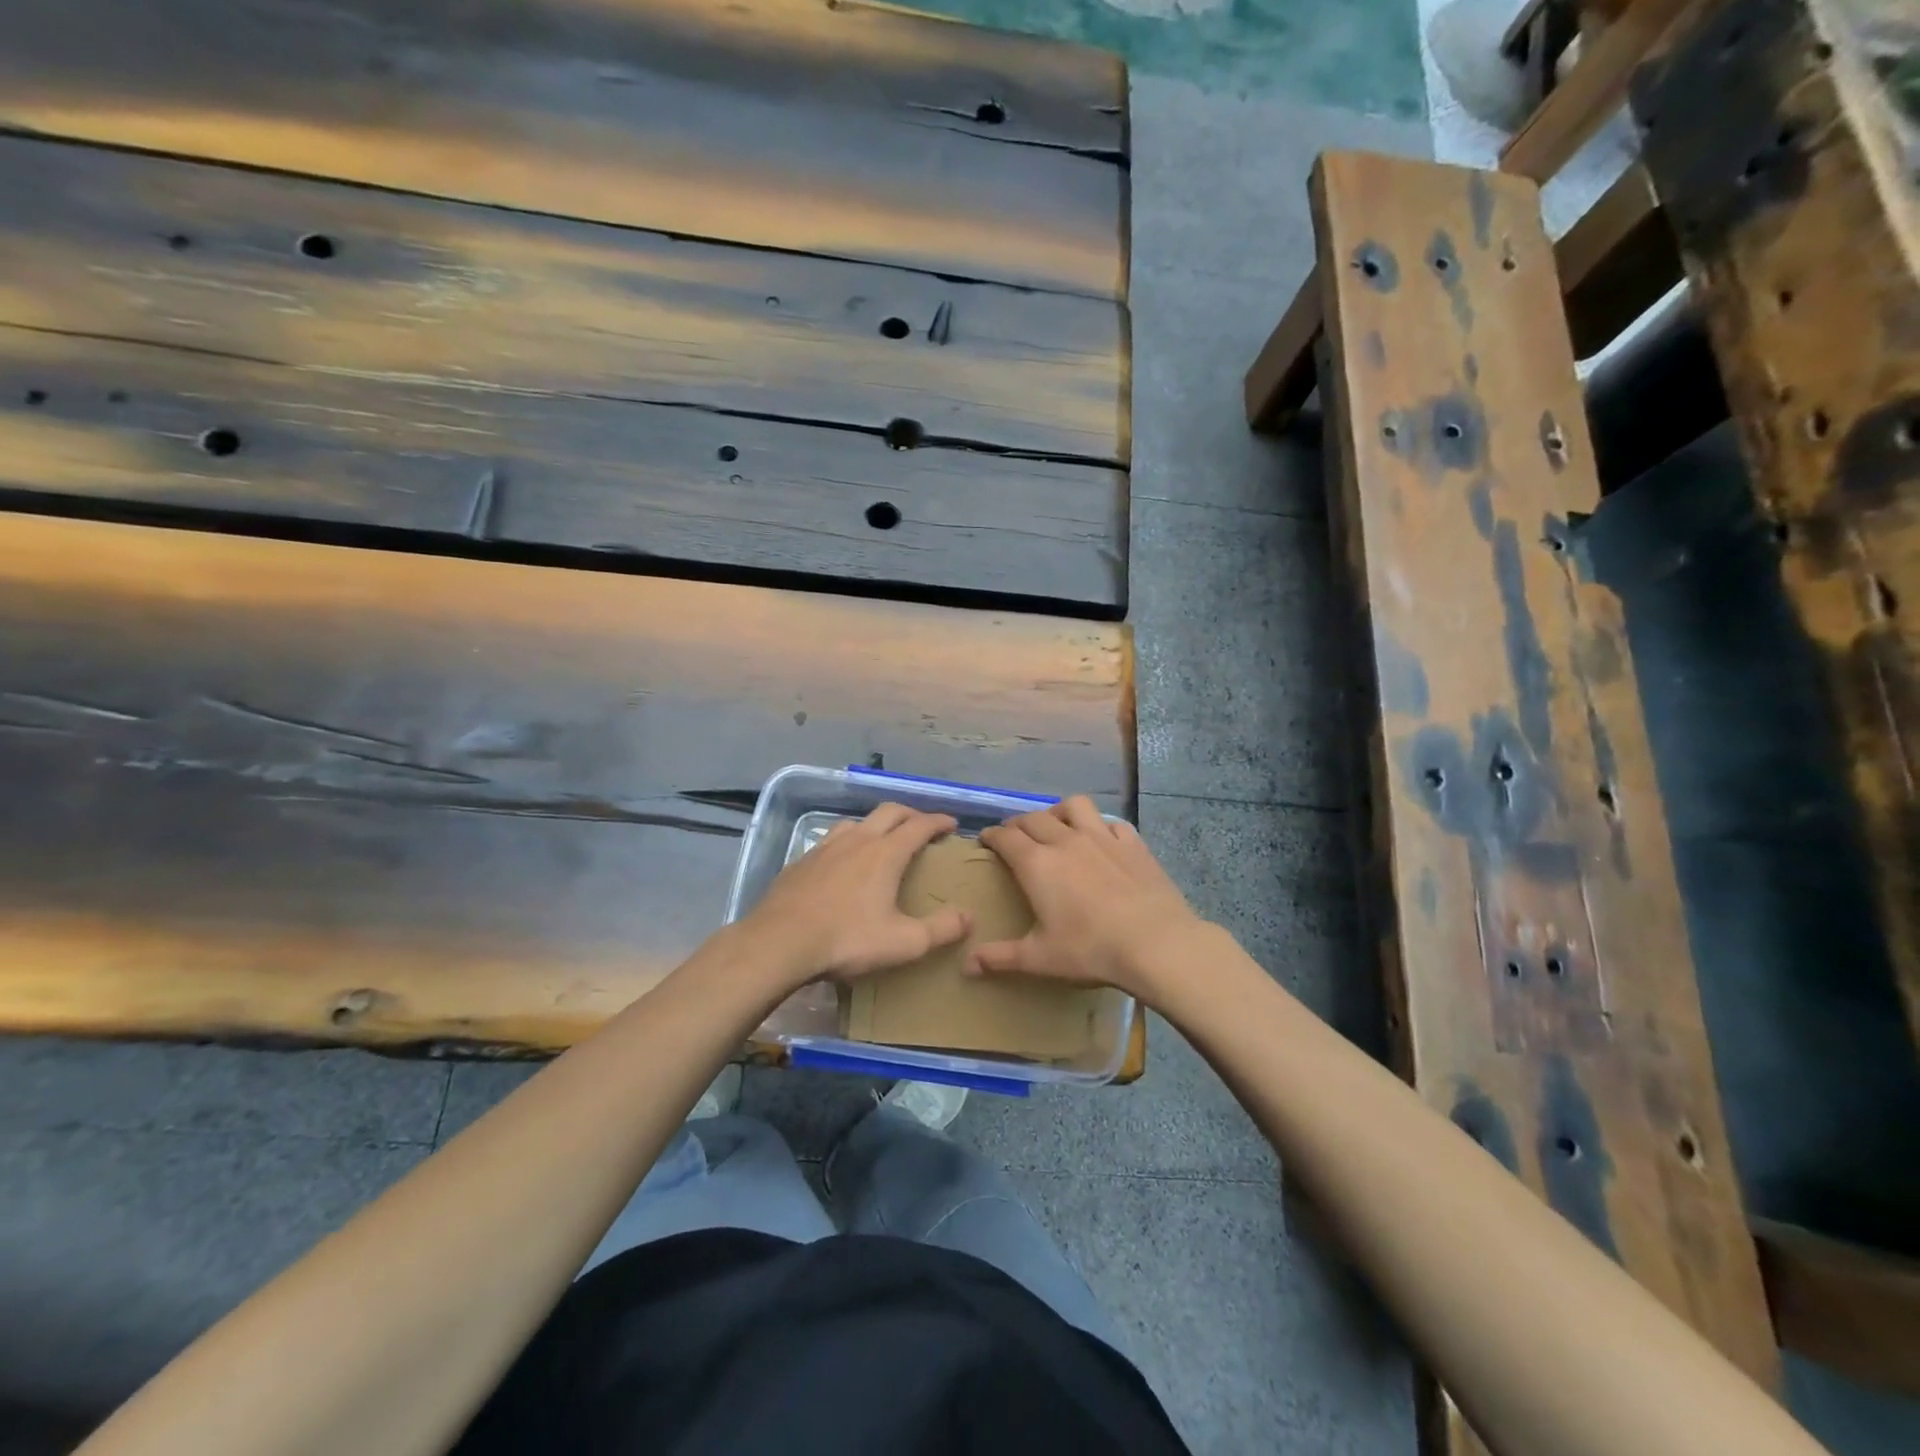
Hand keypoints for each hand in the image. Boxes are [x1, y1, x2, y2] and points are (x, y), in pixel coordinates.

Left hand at [741, 802, 969, 984]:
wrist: (780, 942)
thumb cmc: (847, 940)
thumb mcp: (903, 943)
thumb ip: (940, 930)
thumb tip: (968, 917)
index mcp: (885, 854)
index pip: (919, 825)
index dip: (939, 821)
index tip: (952, 824)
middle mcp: (857, 840)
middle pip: (889, 812)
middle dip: (910, 814)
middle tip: (922, 826)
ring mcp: (825, 848)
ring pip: (856, 822)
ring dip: (875, 825)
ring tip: (881, 841)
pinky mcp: (801, 861)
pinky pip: (830, 841)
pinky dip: (846, 843)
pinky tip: (841, 864)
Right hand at [971, 796, 1208, 998]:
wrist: (1156, 944)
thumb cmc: (1090, 949)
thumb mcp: (1039, 959)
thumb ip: (1000, 958)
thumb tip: (967, 964)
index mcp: (1037, 864)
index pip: (1006, 837)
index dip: (992, 835)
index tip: (986, 839)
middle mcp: (1066, 840)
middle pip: (1034, 818)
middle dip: (1019, 823)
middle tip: (1015, 836)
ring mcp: (1102, 838)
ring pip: (1074, 806)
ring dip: (1058, 811)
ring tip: (1057, 825)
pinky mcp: (1133, 844)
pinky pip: (1112, 823)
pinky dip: (1101, 827)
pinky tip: (1102, 841)